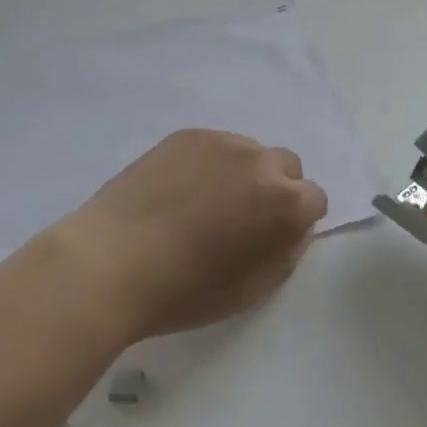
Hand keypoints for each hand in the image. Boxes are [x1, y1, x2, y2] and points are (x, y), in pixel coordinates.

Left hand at [51, 129, 327, 341]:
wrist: (111, 262)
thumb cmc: (184, 291)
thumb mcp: (251, 289)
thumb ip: (287, 253)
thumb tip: (296, 229)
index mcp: (284, 203)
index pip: (315, 198)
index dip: (296, 220)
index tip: (270, 238)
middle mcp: (261, 162)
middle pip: (286, 166)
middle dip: (275, 188)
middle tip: (240, 218)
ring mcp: (222, 142)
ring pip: (249, 152)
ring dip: (241, 173)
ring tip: (203, 203)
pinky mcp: (188, 135)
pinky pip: (214, 145)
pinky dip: (208, 163)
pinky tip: (178, 191)